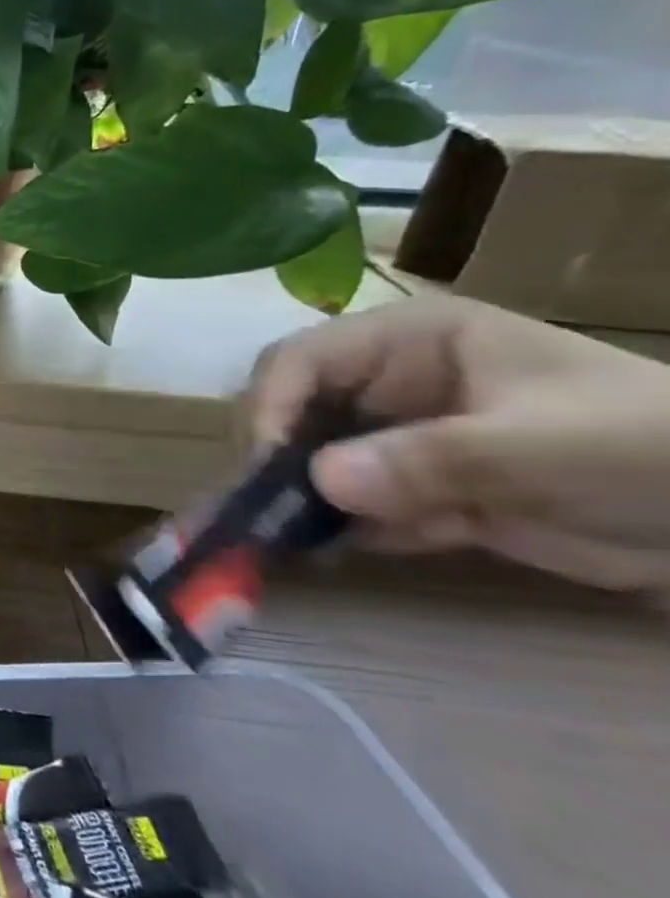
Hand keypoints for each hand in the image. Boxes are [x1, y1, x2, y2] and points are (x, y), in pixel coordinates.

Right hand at [247, 294, 669, 589]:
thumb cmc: (654, 448)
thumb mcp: (548, 446)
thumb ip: (431, 458)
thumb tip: (319, 480)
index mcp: (407, 343)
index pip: (300, 360)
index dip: (271, 405)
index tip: (267, 466)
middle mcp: (386, 384)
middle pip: (291, 411)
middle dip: (274, 460)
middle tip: (268, 513)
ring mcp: (397, 439)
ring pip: (309, 463)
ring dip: (294, 502)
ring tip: (279, 542)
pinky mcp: (414, 490)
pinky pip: (349, 507)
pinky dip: (332, 532)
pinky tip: (320, 555)